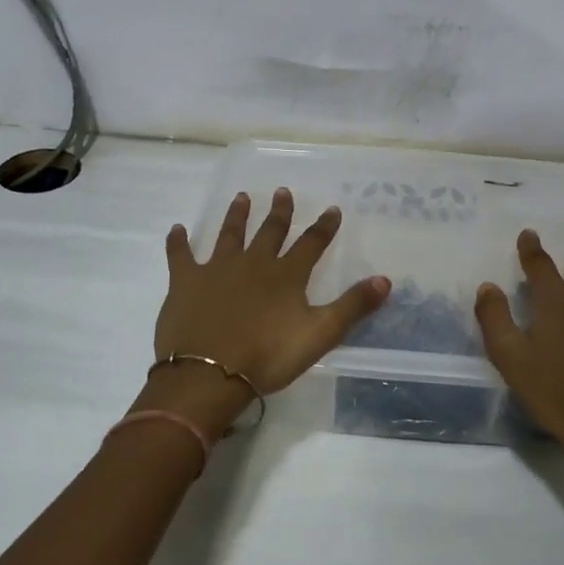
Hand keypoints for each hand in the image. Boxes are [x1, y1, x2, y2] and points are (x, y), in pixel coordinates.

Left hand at [146, 189, 390, 427]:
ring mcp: (217, 269)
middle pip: (269, 232)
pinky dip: (178, 242)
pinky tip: (177, 230)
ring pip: (229, 234)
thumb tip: (385, 279)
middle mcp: (253, 263)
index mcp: (286, 276)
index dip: (324, 227)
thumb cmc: (268, 356)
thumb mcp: (320, 334)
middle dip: (279, 212)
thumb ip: (352, 306)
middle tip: (283, 192)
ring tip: (241, 197)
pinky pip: (180, 255)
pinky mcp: (185, 282)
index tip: (333, 209)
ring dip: (237, 216)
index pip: (311, 244)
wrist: (209, 373)